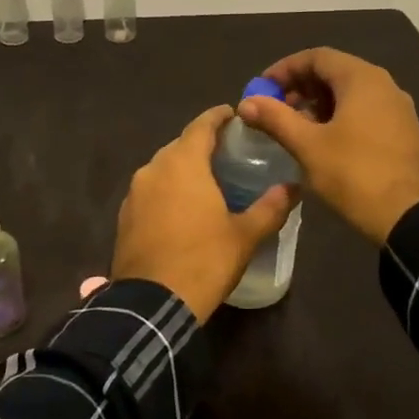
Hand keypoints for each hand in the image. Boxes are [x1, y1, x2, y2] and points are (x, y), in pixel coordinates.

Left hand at [111, 105, 298, 320]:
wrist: (151, 303)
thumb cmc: (204, 260)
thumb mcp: (245, 235)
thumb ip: (270, 207)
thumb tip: (294, 187)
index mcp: (183, 163)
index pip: (202, 125)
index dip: (219, 117)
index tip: (235, 115)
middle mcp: (154, 168)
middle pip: (180, 145)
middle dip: (203, 145)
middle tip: (229, 154)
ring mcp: (134, 193)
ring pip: (163, 169)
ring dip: (183, 169)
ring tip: (208, 182)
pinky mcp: (124, 216)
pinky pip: (150, 192)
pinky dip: (168, 191)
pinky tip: (182, 209)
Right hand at [237, 47, 418, 243]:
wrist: (409, 217)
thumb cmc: (354, 174)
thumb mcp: (308, 146)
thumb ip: (275, 119)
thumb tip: (246, 103)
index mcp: (362, 79)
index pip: (316, 57)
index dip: (284, 69)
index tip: (261, 89)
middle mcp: (384, 85)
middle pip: (334, 72)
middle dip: (300, 87)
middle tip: (275, 109)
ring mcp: (397, 108)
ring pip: (350, 93)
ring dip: (318, 103)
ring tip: (294, 127)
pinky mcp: (402, 131)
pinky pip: (365, 110)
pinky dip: (339, 116)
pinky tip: (322, 141)